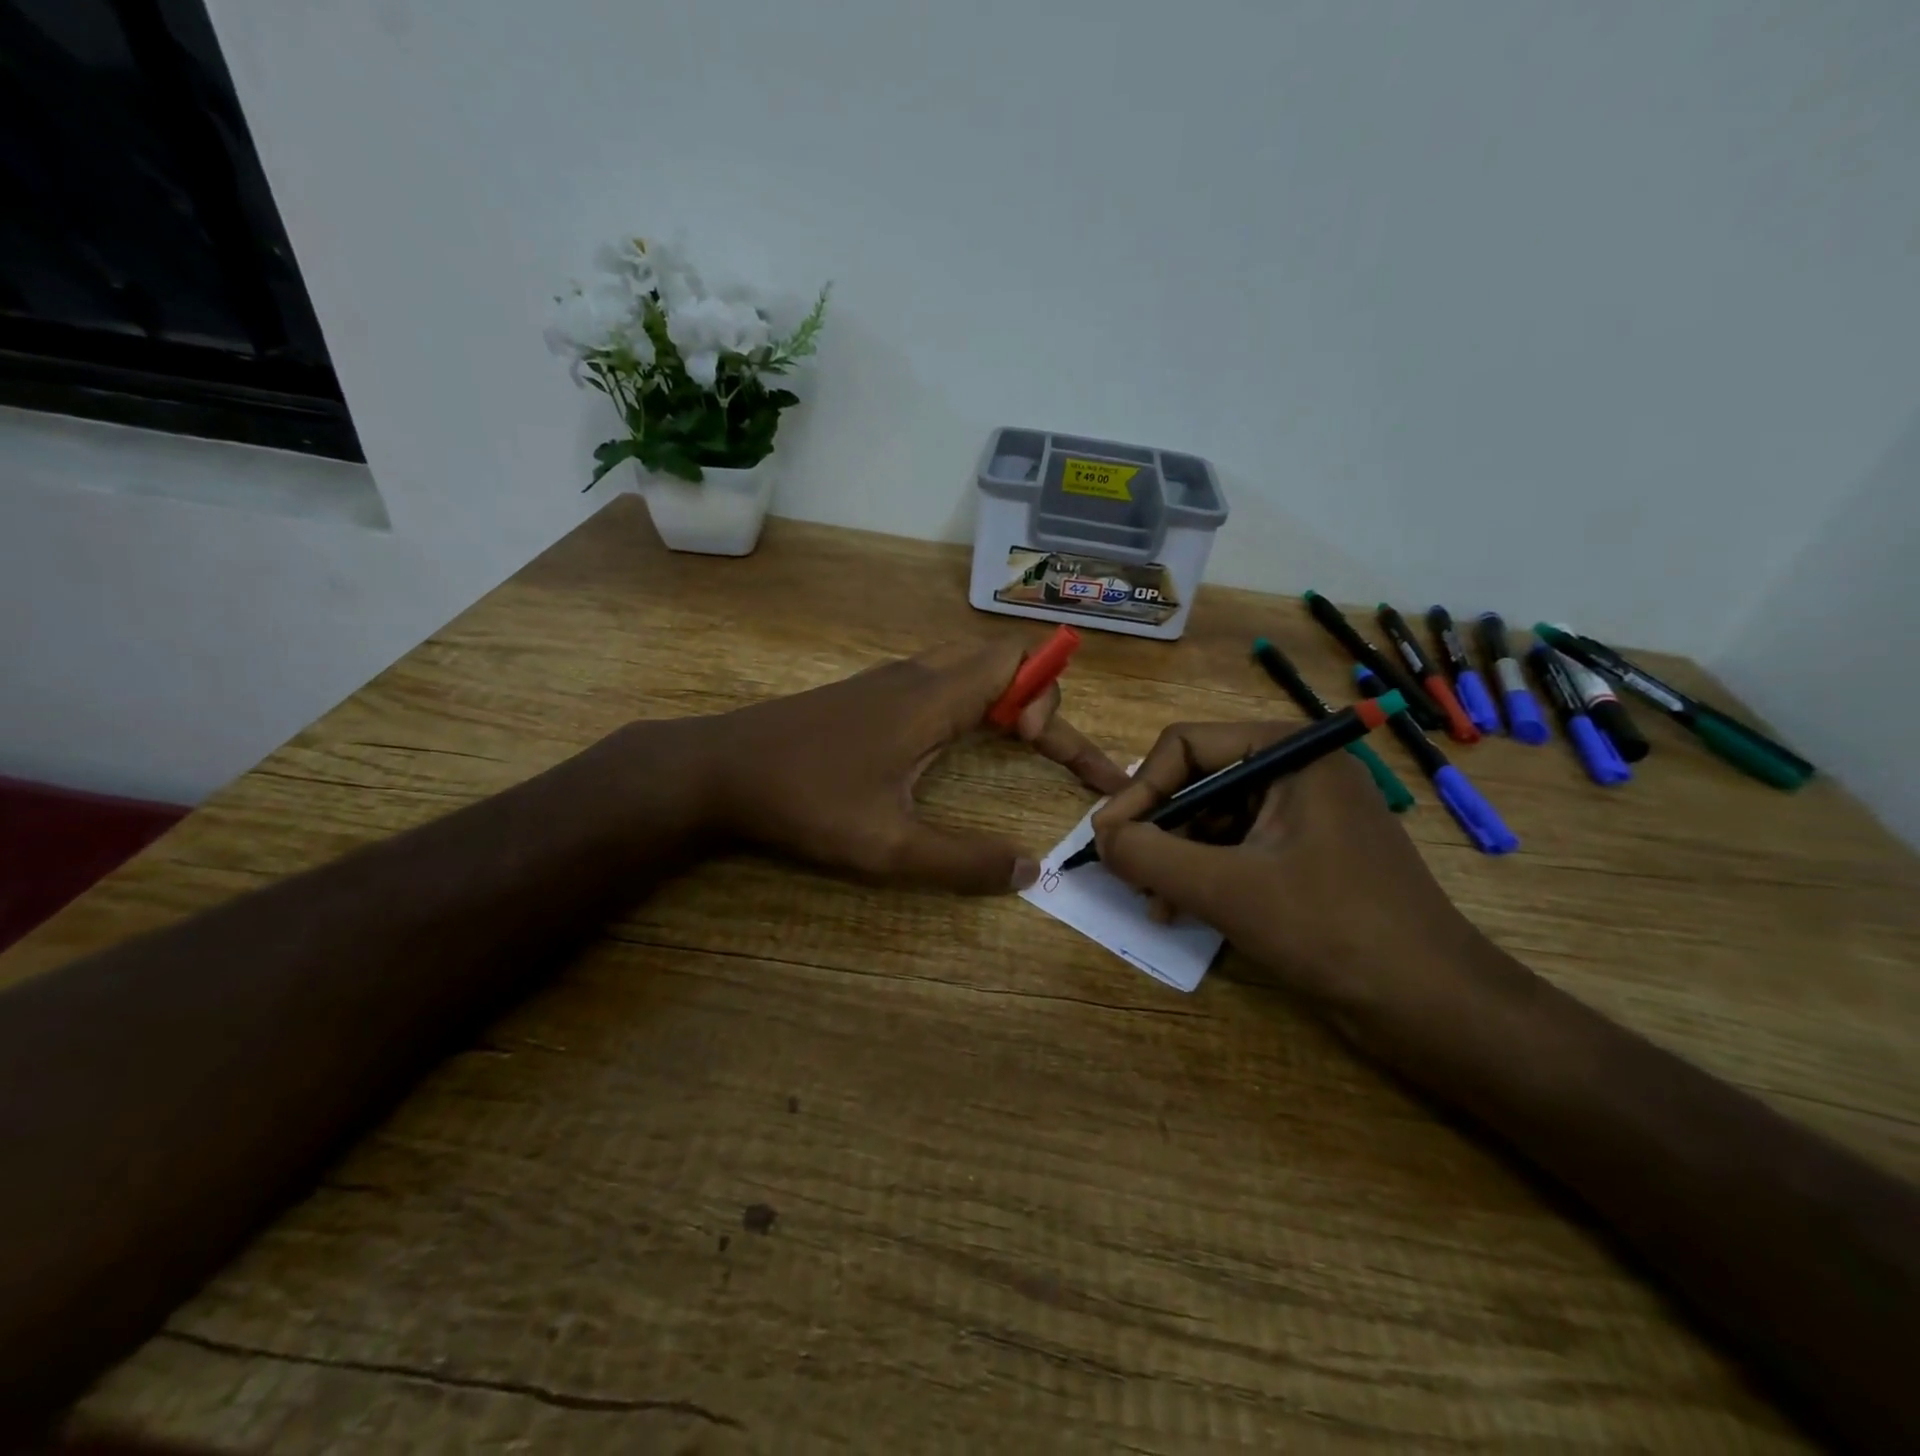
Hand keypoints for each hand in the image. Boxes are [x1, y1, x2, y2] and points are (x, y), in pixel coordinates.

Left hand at [691, 637, 1129, 893]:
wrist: (718, 769)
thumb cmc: (804, 802)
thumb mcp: (888, 847)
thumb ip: (964, 861)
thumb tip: (1030, 870)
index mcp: (933, 698)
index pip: (1019, 664)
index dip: (1051, 700)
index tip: (1043, 751)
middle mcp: (917, 675)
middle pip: (1001, 657)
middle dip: (1039, 697)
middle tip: (1045, 750)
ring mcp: (889, 680)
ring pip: (969, 665)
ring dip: (1005, 697)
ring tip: (1018, 745)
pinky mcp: (869, 693)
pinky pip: (941, 678)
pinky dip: (972, 699)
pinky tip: (958, 742)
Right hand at [1091, 723, 1491, 1020]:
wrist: (1435, 1007)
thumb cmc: (1332, 929)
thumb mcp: (1226, 889)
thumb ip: (1150, 855)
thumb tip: (1099, 837)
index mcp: (1289, 753)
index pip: (1186, 746)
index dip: (1139, 789)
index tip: (1106, 838)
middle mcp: (1296, 772)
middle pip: (1197, 782)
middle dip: (1157, 828)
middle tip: (1122, 870)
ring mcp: (1304, 815)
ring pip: (1212, 820)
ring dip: (1174, 857)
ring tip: (1149, 900)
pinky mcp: (1305, 856)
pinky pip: (1236, 849)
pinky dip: (1203, 875)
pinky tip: (1179, 910)